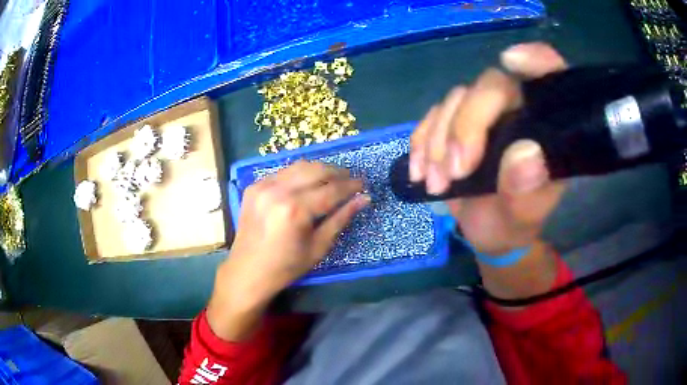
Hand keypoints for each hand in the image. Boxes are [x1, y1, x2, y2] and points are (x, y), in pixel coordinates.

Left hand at [208, 161, 368, 339]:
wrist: (248, 271)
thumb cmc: (286, 266)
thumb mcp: (319, 247)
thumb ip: (341, 219)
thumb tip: (364, 199)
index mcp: (295, 210)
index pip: (331, 190)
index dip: (351, 185)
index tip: (363, 184)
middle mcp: (278, 191)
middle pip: (316, 170)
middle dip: (337, 172)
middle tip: (349, 180)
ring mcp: (262, 186)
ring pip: (299, 166)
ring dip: (319, 170)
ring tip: (331, 179)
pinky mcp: (254, 187)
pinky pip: (283, 172)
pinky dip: (299, 175)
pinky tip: (306, 184)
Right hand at [410, 43, 567, 255]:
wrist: (486, 231)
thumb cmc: (512, 225)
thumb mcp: (522, 221)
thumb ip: (528, 194)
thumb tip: (525, 154)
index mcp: (546, 128)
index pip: (551, 77)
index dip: (536, 61)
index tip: (512, 61)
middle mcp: (518, 110)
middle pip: (490, 86)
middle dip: (466, 126)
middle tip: (454, 173)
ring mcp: (484, 114)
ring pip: (456, 99)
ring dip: (439, 141)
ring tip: (436, 184)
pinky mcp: (456, 122)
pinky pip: (432, 115)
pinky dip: (421, 141)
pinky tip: (420, 171)